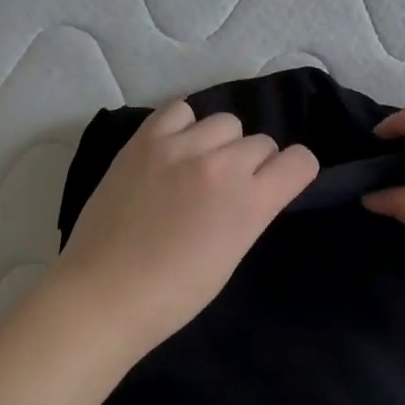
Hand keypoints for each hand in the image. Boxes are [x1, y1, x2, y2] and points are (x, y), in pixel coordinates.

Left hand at [49, 99, 318, 357]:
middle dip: (254, 164)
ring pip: (225, 122)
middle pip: (262, 142)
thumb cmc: (174, 294)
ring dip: (220, 144)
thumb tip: (253, 188)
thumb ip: (250, 211)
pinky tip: (173, 150)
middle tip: (226, 190)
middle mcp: (220, 165)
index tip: (277, 186)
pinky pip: (180, 110)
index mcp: (249, 202)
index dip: (293, 173)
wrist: (104, 294)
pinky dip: (184, 126)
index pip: (300, 161)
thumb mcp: (232, 254)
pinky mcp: (144, 141)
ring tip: (196, 167)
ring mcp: (179, 147)